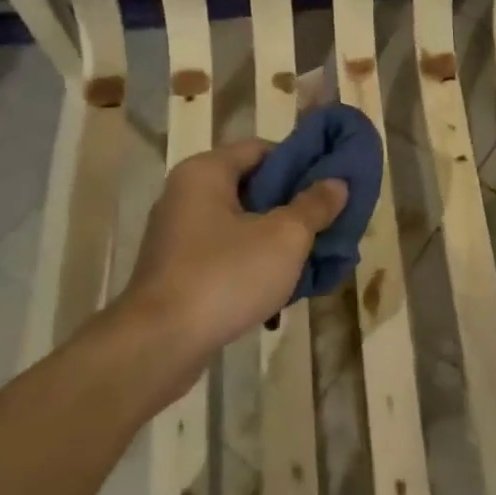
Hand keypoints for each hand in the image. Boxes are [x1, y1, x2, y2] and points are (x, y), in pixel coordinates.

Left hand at [112, 138, 346, 403]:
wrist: (158, 345)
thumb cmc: (225, 276)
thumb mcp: (285, 237)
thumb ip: (314, 206)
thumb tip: (337, 183)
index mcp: (206, 172)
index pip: (263, 149)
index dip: (301, 162)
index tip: (330, 184)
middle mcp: (186, 195)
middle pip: (253, 188)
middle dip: (293, 207)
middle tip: (329, 223)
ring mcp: (178, 236)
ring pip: (242, 226)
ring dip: (277, 241)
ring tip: (313, 260)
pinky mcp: (178, 272)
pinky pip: (226, 256)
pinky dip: (254, 265)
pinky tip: (282, 290)